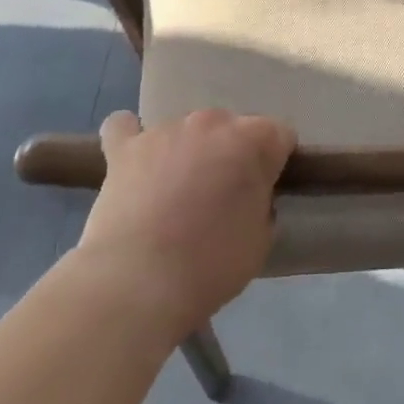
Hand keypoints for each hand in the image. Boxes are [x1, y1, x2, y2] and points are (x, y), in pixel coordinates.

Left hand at [75, 109, 294, 336]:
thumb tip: (247, 195)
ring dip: (187, 151)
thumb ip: (260, 203)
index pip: (279, 135)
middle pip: (230, 128)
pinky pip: (124, 127)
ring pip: (185, 130)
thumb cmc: (211, 264)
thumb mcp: (260, 240)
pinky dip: (130, 138)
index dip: (275, 162)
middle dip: (230, 154)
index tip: (265, 191)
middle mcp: (212, 122)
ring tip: (174, 194)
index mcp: (254, 140)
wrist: (139, 282)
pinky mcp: (125, 147)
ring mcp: (165, 129)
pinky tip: (132, 157)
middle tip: (220, 197)